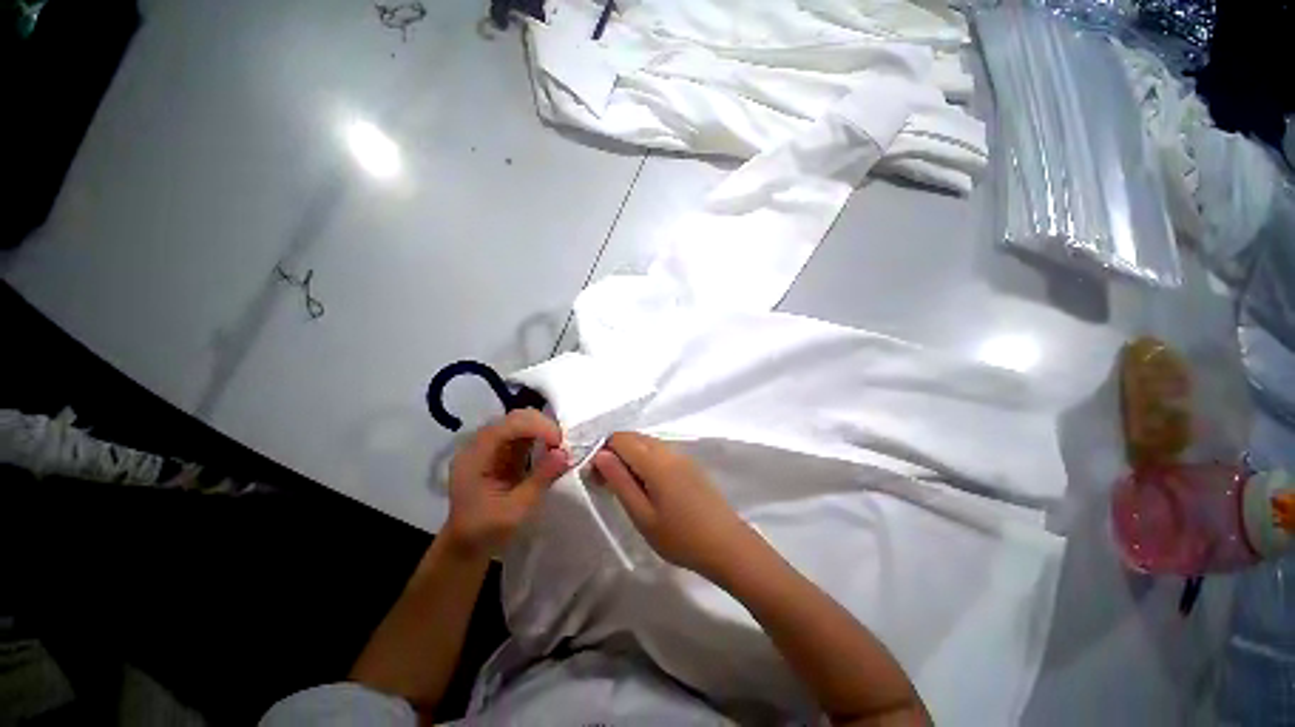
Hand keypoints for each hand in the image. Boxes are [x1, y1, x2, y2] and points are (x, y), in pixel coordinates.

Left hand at [444, 410, 569, 557]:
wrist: (466, 547)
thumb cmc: (486, 531)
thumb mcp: (516, 510)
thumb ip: (540, 479)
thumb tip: (565, 453)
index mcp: (475, 455)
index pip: (509, 425)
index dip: (538, 427)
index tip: (561, 443)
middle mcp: (481, 444)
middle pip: (515, 418)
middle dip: (544, 426)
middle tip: (564, 444)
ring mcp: (491, 446)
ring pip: (522, 422)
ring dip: (544, 430)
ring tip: (561, 446)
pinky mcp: (502, 452)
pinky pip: (524, 435)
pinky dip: (541, 438)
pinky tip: (552, 449)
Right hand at [592, 432, 752, 577]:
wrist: (727, 545)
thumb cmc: (680, 536)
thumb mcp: (642, 515)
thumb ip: (620, 481)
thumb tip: (600, 455)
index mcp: (655, 461)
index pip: (620, 438)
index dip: (602, 451)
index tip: (596, 476)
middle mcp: (669, 450)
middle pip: (634, 437)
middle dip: (615, 452)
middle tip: (607, 483)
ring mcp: (682, 456)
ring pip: (648, 443)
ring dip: (631, 456)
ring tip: (626, 487)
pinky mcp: (690, 465)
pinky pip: (661, 452)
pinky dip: (646, 460)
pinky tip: (648, 486)